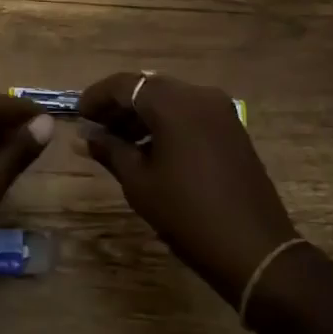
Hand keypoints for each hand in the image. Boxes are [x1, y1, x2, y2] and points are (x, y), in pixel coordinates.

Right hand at [78, 72, 298, 306]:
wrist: (254, 249)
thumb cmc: (187, 213)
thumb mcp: (139, 182)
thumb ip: (109, 149)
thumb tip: (84, 136)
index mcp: (174, 103)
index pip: (125, 85)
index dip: (96, 97)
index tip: (78, 116)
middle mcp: (199, 95)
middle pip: (149, 87)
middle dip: (119, 106)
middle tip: (95, 130)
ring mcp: (220, 110)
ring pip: (170, 100)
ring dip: (142, 115)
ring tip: (117, 143)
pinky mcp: (232, 128)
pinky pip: (190, 113)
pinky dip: (166, 123)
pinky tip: (149, 149)